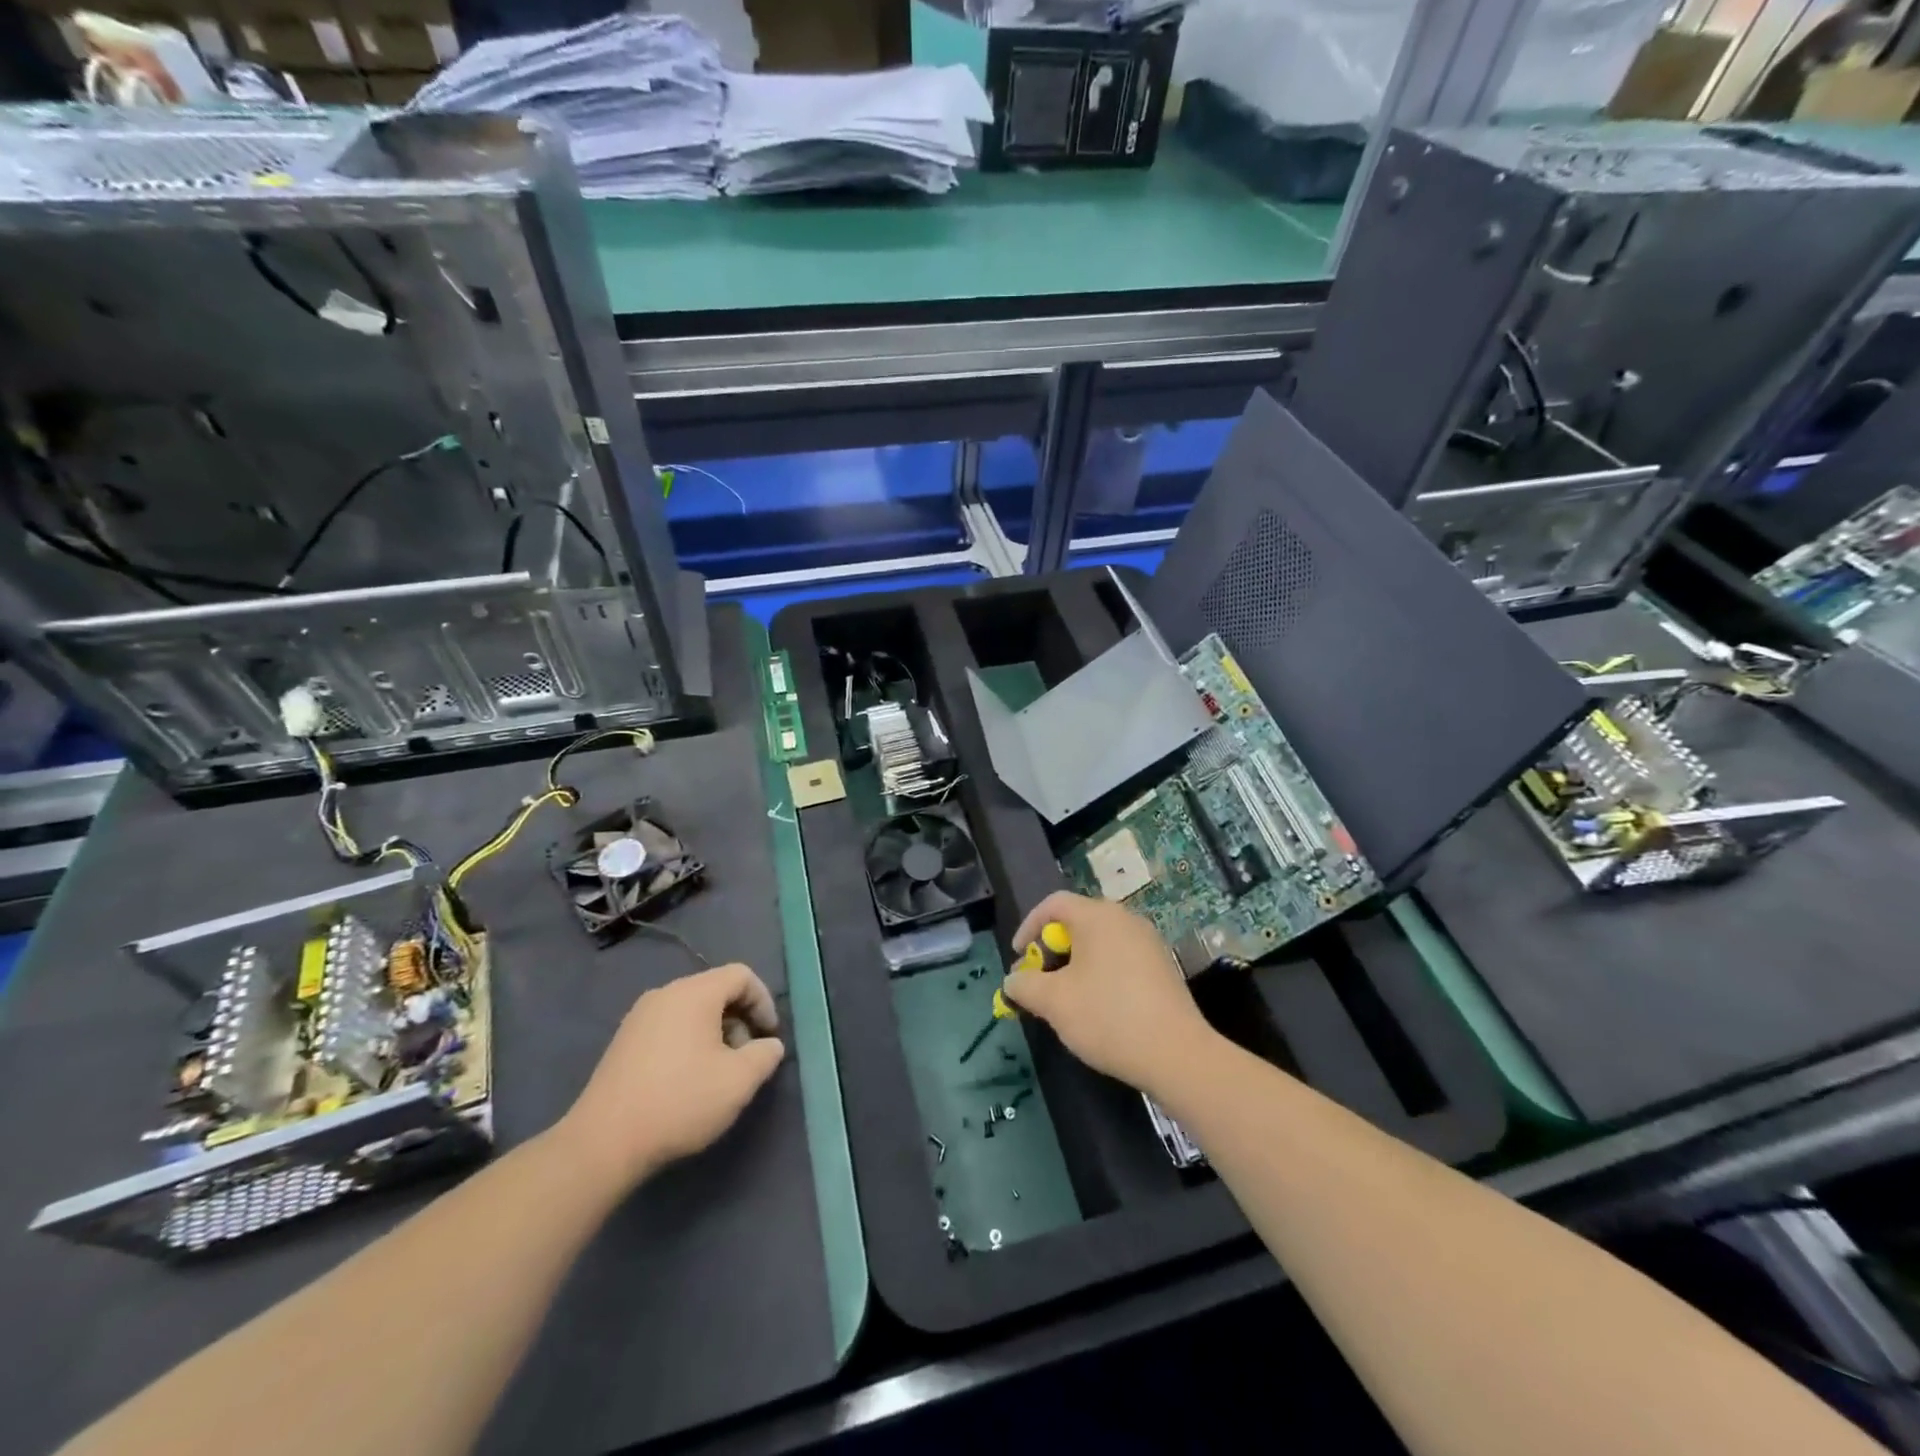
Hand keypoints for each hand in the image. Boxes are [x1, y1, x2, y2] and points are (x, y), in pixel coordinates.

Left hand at [558, 963, 784, 1190]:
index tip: (770, 1036)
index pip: (741, 975)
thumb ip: (766, 1055)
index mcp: (694, 993)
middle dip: (740, 1018)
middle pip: (716, 990)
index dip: (764, 1001)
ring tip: (720, 1071)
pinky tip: (688, 1079)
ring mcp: (639, 1017)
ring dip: (716, 1032)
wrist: (603, 1143)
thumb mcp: (739, 1081)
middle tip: (748, 1057)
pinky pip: (669, 1026)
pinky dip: (690, 1041)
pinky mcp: (623, 1042)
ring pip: (692, 1009)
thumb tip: (769, 1045)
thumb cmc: (680, 1101)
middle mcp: (665, 994)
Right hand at [1001, 891, 1216, 1097]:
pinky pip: (1121, 958)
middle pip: (1078, 921)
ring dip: (1076, 963)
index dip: (1028, 926)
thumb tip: (1013, 980)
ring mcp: (1149, 942)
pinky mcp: (1163, 967)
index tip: (1019, 958)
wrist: (1177, 1055)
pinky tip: (1099, 1007)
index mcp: (1098, 916)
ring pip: (1100, 942)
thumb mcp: (1054, 1002)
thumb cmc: (1108, 1017)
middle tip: (1040, 980)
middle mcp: (1125, 919)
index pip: (1054, 904)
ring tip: (1066, 997)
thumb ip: (1024, 985)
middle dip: (1051, 949)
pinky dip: (1100, 972)